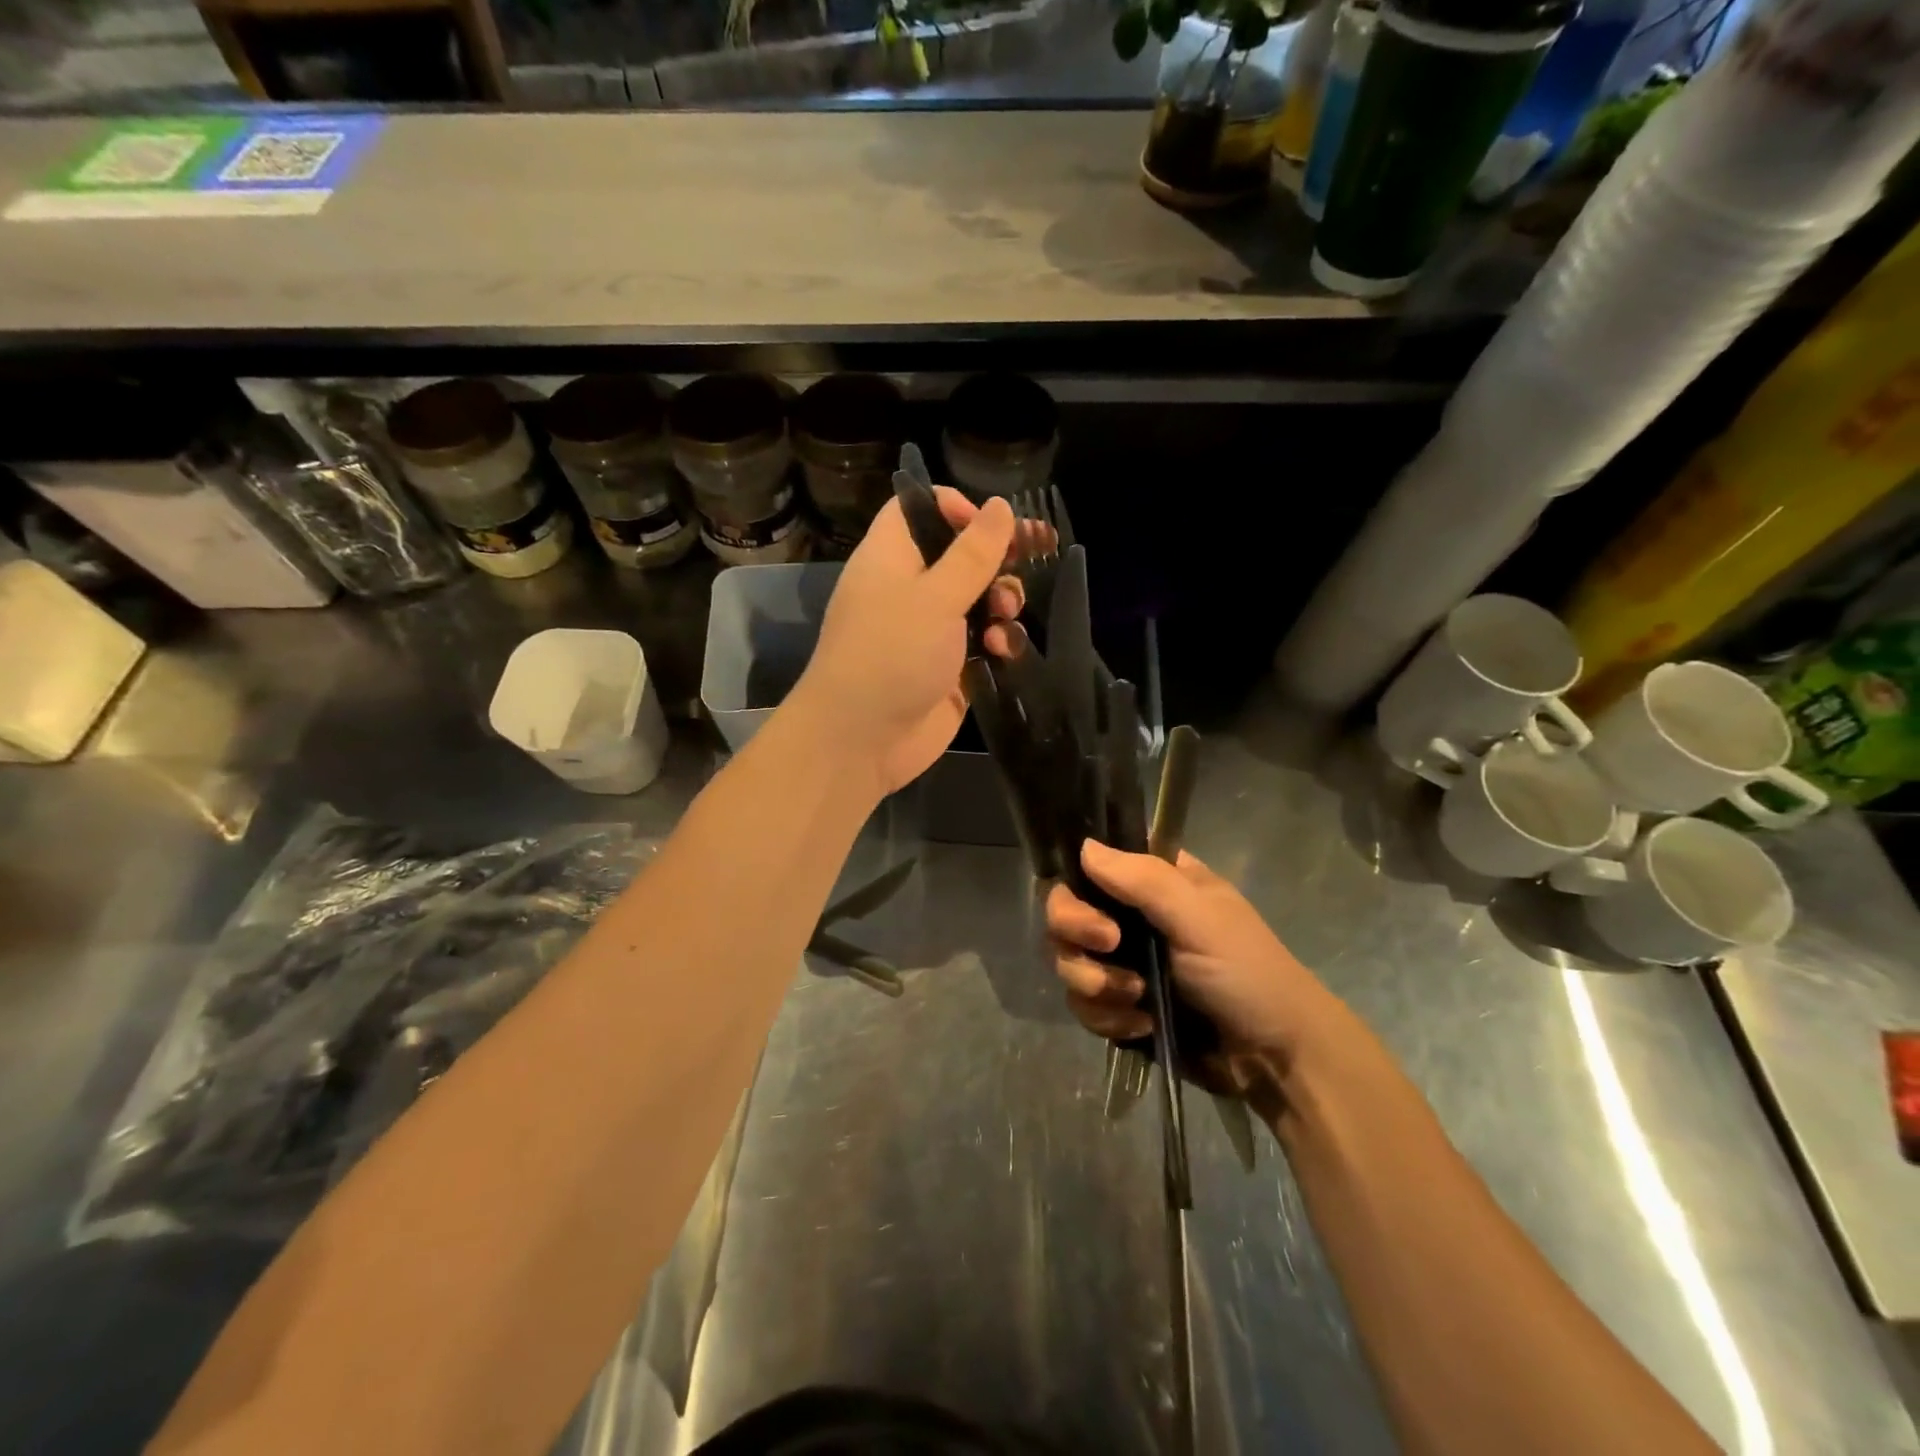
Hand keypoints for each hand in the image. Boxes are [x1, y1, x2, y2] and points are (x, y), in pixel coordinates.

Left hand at [792, 488, 1021, 794]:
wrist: (861, 741)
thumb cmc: (890, 654)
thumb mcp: (934, 596)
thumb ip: (973, 554)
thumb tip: (999, 506)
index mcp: (891, 557)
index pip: (918, 510)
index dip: (955, 507)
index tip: (990, 521)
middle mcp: (910, 589)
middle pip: (961, 555)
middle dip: (998, 557)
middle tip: (1034, 554)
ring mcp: (931, 631)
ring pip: (980, 600)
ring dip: (1002, 601)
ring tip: (1005, 613)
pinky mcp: (950, 669)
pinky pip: (984, 643)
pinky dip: (998, 642)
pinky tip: (1001, 652)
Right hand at [1046, 840, 1331, 1067]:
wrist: (1275, 1060)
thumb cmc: (1247, 973)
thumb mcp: (1200, 918)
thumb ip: (1143, 880)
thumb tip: (1084, 847)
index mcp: (1154, 882)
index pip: (1091, 863)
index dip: (1076, 880)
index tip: (1087, 900)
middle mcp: (1131, 916)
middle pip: (1065, 911)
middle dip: (1077, 934)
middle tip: (1109, 948)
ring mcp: (1123, 963)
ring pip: (1068, 960)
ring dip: (1095, 984)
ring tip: (1137, 1000)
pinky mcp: (1120, 1007)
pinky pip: (1083, 1005)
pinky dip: (1107, 1018)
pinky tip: (1142, 1026)